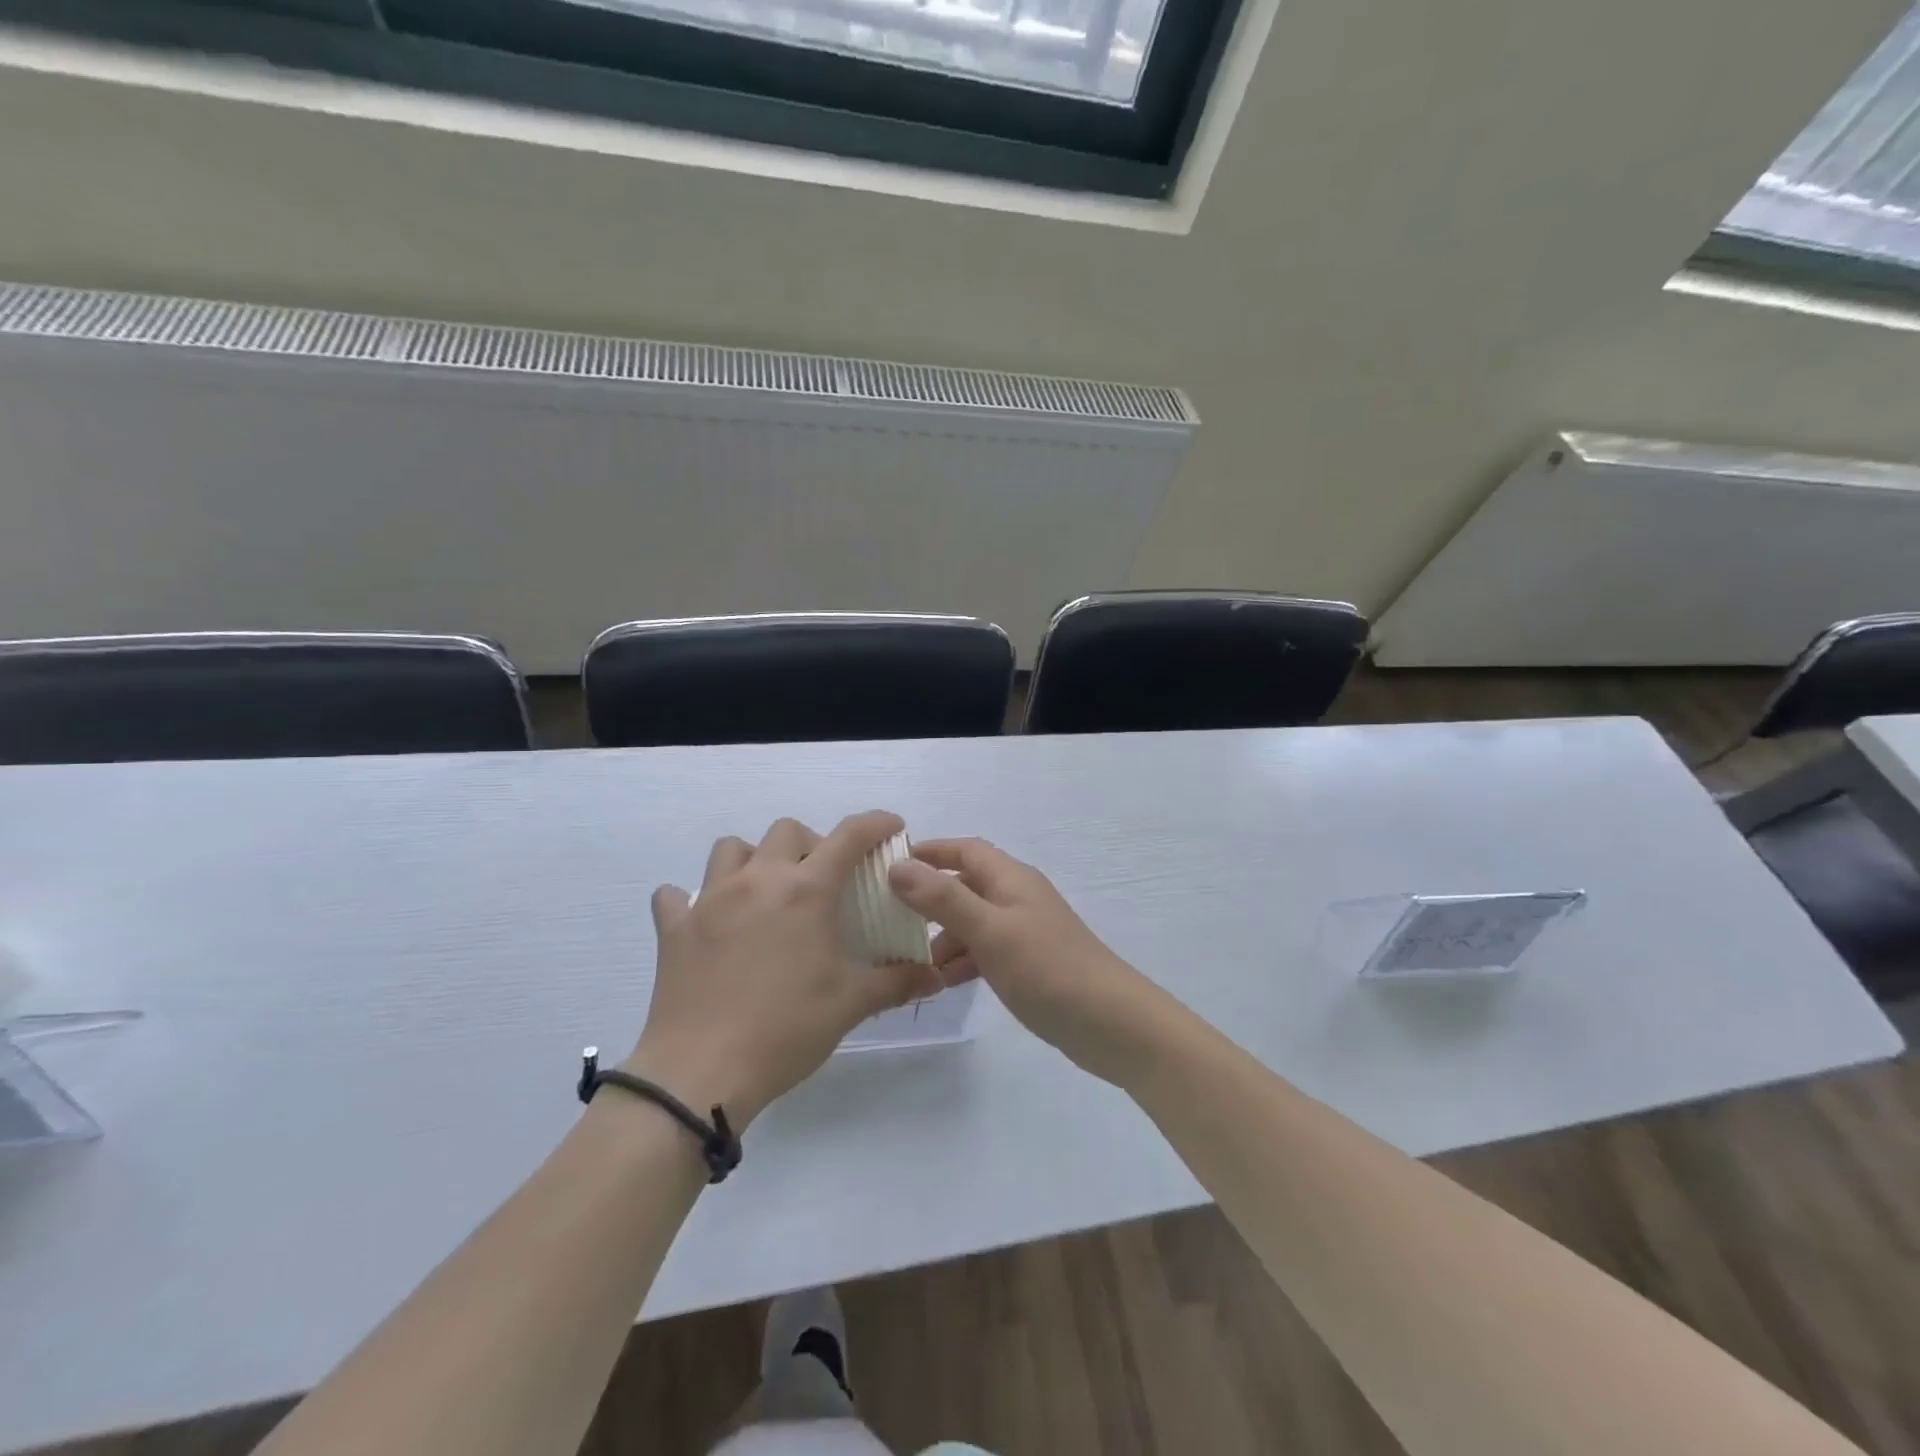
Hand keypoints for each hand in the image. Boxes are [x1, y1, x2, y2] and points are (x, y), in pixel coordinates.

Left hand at [626, 811, 940, 1126]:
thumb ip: (898, 982)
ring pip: (731, 849)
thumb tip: (935, 976)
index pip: (850, 835)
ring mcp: (710, 900)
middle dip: (812, 844)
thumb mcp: (851, 1004)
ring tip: (765, 892)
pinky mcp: (675, 928)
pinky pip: (676, 896)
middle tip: (822, 880)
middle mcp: (758, 880)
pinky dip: (693, 900)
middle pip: (787, 831)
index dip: (877, 823)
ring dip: (754, 859)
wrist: (702, 1072)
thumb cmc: (787, 1029)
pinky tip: (707, 922)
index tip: (892, 827)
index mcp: (806, 890)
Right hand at [887, 838, 1170, 1085]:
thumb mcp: (990, 930)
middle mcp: (1016, 896)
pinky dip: (962, 960)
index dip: (929, 852)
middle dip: (928, 900)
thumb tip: (898, 866)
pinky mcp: (1028, 962)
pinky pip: (984, 950)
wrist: (1109, 1022)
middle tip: (889, 922)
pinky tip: (942, 982)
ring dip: (942, 937)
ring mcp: (1023, 931)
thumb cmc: (1047, 968)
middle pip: (964, 886)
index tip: (889, 866)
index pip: (964, 849)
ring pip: (971, 922)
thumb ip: (943, 898)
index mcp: (1010, 878)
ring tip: (910, 963)